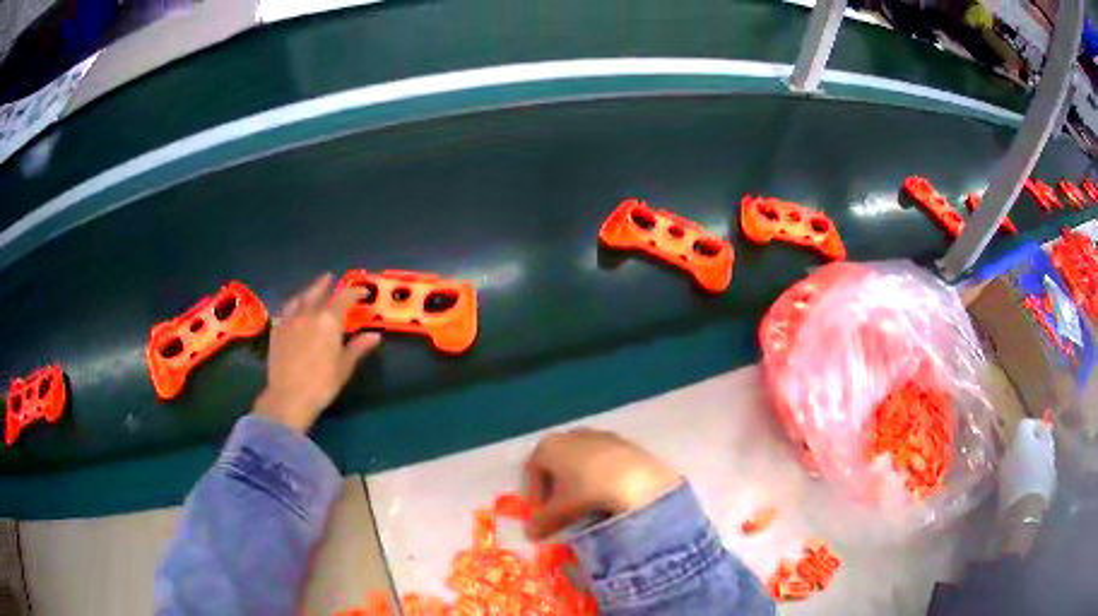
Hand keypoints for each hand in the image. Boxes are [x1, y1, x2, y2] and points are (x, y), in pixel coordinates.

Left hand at [254, 273, 381, 432]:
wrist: (289, 397)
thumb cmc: (322, 384)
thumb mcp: (344, 367)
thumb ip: (358, 347)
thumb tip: (374, 334)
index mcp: (329, 321)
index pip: (343, 298)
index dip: (354, 292)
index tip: (362, 292)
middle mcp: (308, 314)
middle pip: (318, 293)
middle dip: (325, 284)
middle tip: (330, 277)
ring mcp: (290, 321)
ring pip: (299, 299)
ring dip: (307, 291)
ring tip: (311, 290)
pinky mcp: (277, 331)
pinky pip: (285, 311)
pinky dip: (292, 306)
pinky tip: (293, 310)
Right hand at [523, 428, 680, 539]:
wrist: (638, 479)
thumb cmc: (588, 490)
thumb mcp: (560, 511)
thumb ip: (542, 522)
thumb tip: (531, 534)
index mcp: (549, 445)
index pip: (532, 469)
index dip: (535, 494)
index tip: (543, 514)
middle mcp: (571, 434)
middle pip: (557, 462)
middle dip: (558, 487)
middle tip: (564, 511)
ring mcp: (600, 435)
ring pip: (582, 460)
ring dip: (581, 482)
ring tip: (589, 507)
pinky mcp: (624, 442)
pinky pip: (605, 461)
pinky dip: (602, 477)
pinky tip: (611, 496)